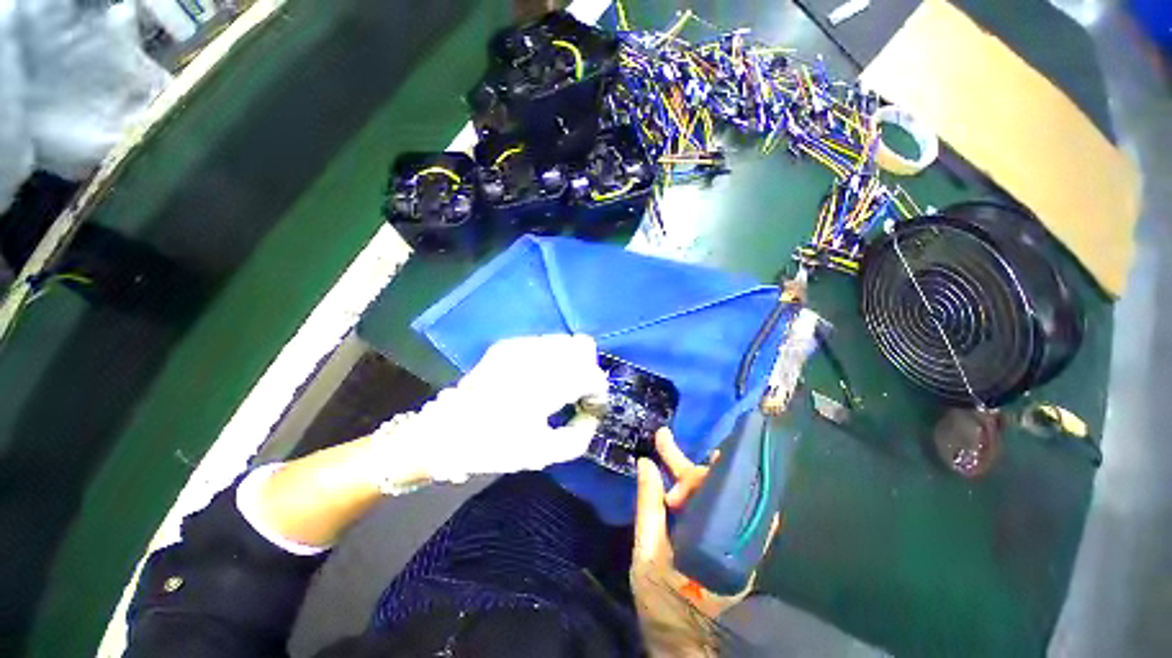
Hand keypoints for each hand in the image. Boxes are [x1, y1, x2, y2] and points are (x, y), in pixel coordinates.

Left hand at [373, 334, 608, 484]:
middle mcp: (536, 357)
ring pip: (565, 340)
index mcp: (546, 385)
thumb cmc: (494, 446)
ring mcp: (520, 346)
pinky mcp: (508, 345)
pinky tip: (540, 378)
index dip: (598, 392)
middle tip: (577, 394)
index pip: (591, 374)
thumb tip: (591, 414)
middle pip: (583, 346)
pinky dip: (552, 357)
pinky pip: (544, 342)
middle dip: (587, 370)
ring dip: (571, 361)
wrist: (445, 431)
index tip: (591, 408)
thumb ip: (580, 435)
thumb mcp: (544, 453)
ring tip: (559, 385)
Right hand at [631, 429, 776, 655]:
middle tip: (663, 439)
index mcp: (716, 539)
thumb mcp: (647, 553)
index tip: (663, 446)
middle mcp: (733, 535)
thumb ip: (648, 506)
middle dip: (686, 463)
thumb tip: (646, 463)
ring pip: (716, 494)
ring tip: (669, 455)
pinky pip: (718, 508)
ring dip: (692, 474)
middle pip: (715, 486)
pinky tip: (683, 479)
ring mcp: (734, 540)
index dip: (686, 470)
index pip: (709, 488)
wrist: (682, 645)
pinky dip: (699, 489)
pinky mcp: (729, 546)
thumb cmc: (663, 602)